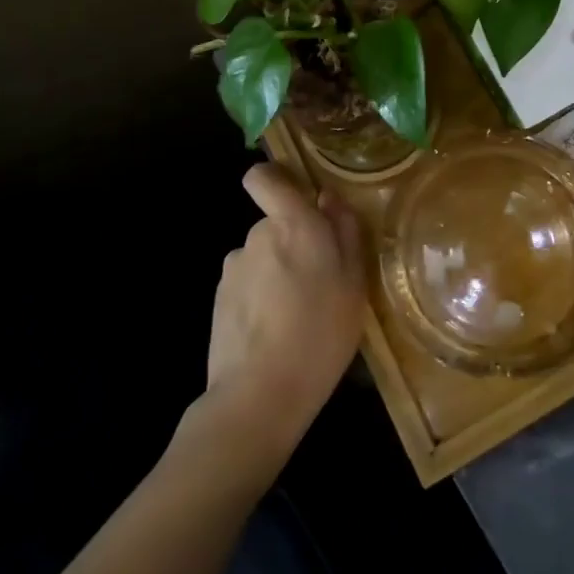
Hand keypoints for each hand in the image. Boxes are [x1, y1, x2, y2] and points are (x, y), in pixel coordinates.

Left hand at [198, 165, 364, 464]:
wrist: (259, 395)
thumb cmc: (321, 333)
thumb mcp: (354, 282)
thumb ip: (345, 231)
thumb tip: (328, 198)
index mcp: (292, 223)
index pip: (264, 178)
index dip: (275, 181)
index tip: (297, 200)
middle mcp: (257, 235)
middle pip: (274, 224)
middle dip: (293, 243)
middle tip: (320, 282)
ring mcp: (233, 268)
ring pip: (262, 257)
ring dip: (277, 273)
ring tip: (297, 315)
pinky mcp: (219, 300)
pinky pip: (247, 285)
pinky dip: (260, 299)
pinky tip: (274, 333)